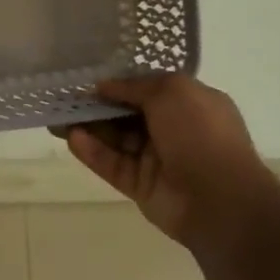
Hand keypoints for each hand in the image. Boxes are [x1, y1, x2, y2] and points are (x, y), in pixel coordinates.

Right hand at [58, 74, 279, 252]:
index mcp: (189, 104)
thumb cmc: (201, 134)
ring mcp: (156, 159)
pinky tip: (72, 139)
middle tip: (64, 98)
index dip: (118, 83)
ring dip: (88, 127)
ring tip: (57, 118)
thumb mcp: (172, 91)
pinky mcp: (141, 185)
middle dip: (96, 106)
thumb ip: (134, 86)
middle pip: (126, 114)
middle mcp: (172, 129)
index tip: (87, 79)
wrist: (221, 200)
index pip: (147, 89)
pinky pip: (112, 164)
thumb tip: (104, 85)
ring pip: (115, 139)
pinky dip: (93, 152)